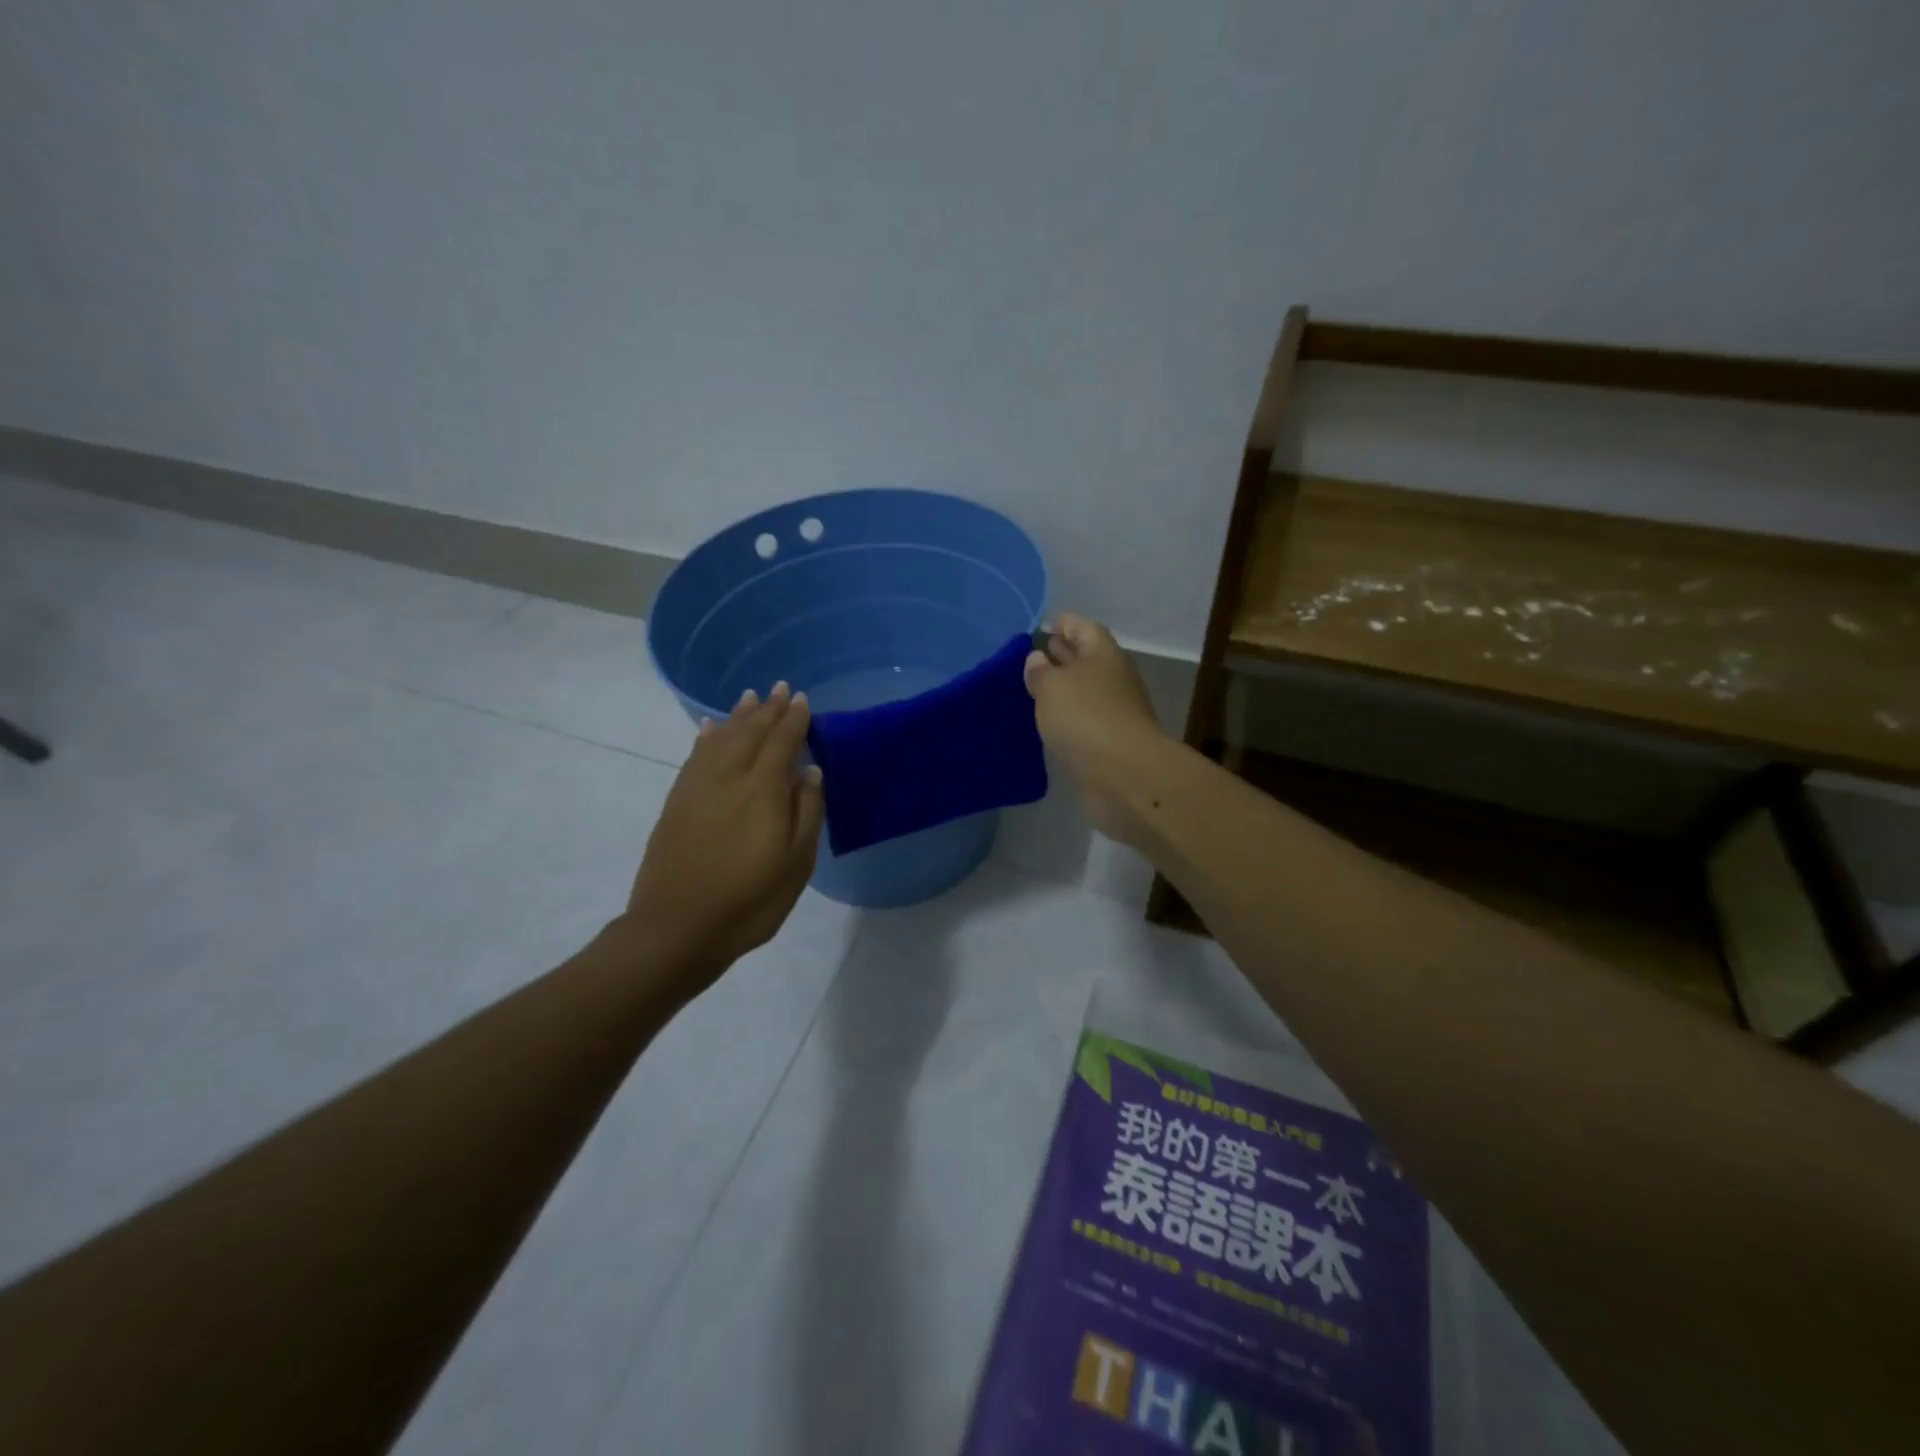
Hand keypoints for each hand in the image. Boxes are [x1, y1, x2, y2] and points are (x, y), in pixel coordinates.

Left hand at [621, 683, 824, 990]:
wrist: (676, 929)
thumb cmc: (749, 901)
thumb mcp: (796, 864)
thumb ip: (807, 811)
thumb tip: (810, 770)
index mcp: (763, 790)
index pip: (782, 741)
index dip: (794, 719)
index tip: (802, 699)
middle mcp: (729, 777)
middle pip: (751, 732)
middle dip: (768, 709)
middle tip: (780, 688)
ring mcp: (698, 787)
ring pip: (721, 738)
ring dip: (738, 716)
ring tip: (750, 697)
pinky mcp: (677, 801)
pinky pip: (695, 756)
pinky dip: (706, 737)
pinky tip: (710, 728)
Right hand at [1024, 613, 1167, 844]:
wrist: (1124, 773)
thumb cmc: (1085, 717)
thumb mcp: (1052, 686)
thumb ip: (1040, 672)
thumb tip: (1037, 659)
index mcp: (1102, 653)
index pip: (1082, 627)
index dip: (1063, 623)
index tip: (1042, 627)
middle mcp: (1112, 677)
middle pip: (1085, 658)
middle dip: (1060, 655)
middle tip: (1031, 658)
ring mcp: (1114, 711)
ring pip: (1083, 691)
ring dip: (1062, 690)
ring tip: (1031, 691)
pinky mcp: (1109, 741)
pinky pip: (1083, 720)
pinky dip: (1067, 718)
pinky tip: (1047, 723)